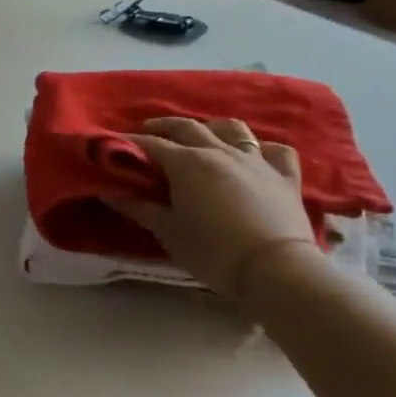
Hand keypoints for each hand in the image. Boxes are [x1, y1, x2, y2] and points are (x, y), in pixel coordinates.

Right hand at [105, 117, 326, 301]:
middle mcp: (220, 152)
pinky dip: (261, 149)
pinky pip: (276, 151)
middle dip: (164, 126)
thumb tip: (110, 193)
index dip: (130, 141)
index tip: (113, 144)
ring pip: (233, 129)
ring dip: (212, 127)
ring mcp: (256, 161)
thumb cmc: (212, 250)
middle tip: (147, 131)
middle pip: (188, 127)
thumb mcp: (167, 231)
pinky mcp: (286, 177)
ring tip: (201, 136)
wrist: (275, 270)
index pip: (152, 144)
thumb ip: (139, 208)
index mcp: (187, 163)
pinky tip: (254, 156)